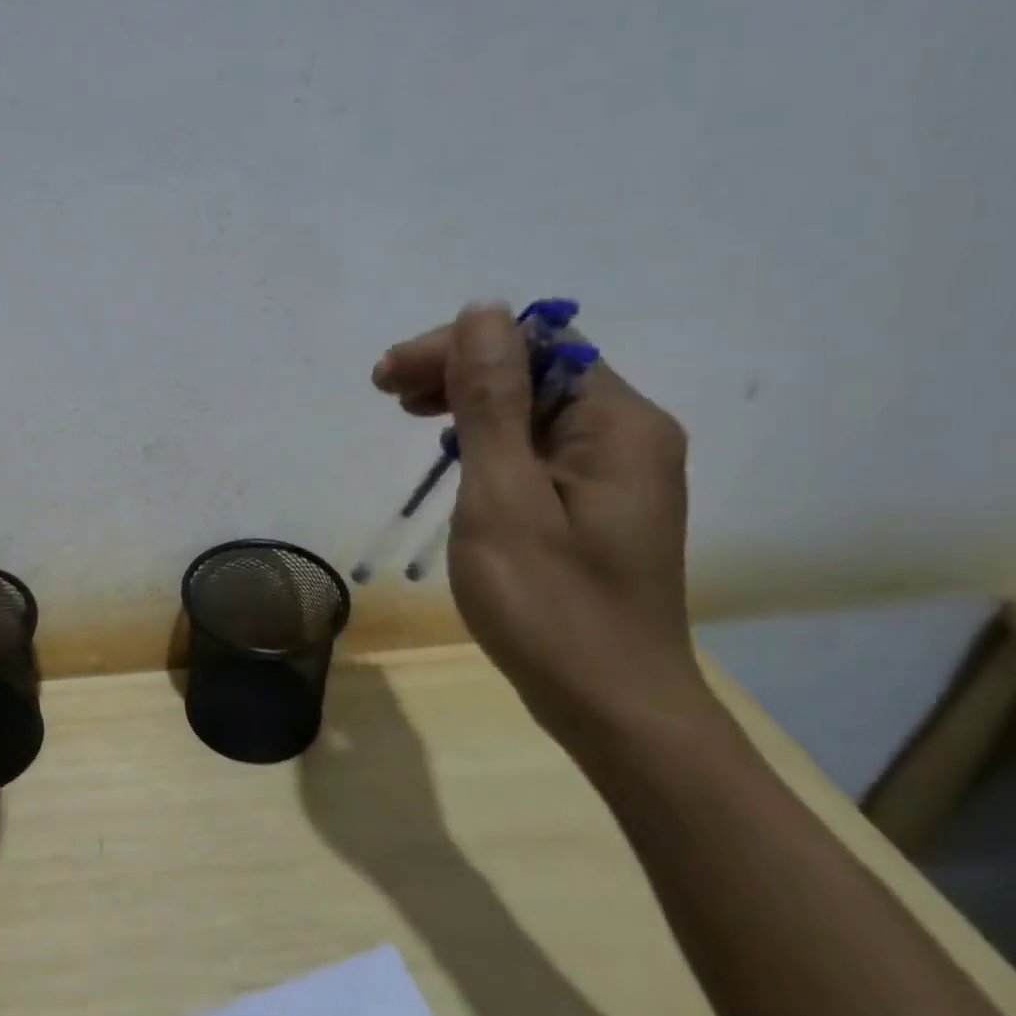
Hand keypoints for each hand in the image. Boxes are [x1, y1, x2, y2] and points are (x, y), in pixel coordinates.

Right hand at [372, 304, 704, 737]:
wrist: (612, 705)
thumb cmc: (549, 605)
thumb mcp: (503, 497)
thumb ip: (492, 402)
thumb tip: (482, 311)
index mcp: (618, 423)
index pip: (534, 345)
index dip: (456, 347)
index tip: (387, 377)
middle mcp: (629, 433)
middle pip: (535, 369)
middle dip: (456, 369)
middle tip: (386, 392)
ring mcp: (617, 470)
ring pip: (533, 407)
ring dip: (467, 400)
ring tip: (407, 412)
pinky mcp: (597, 502)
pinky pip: (539, 445)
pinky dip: (488, 438)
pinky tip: (453, 453)